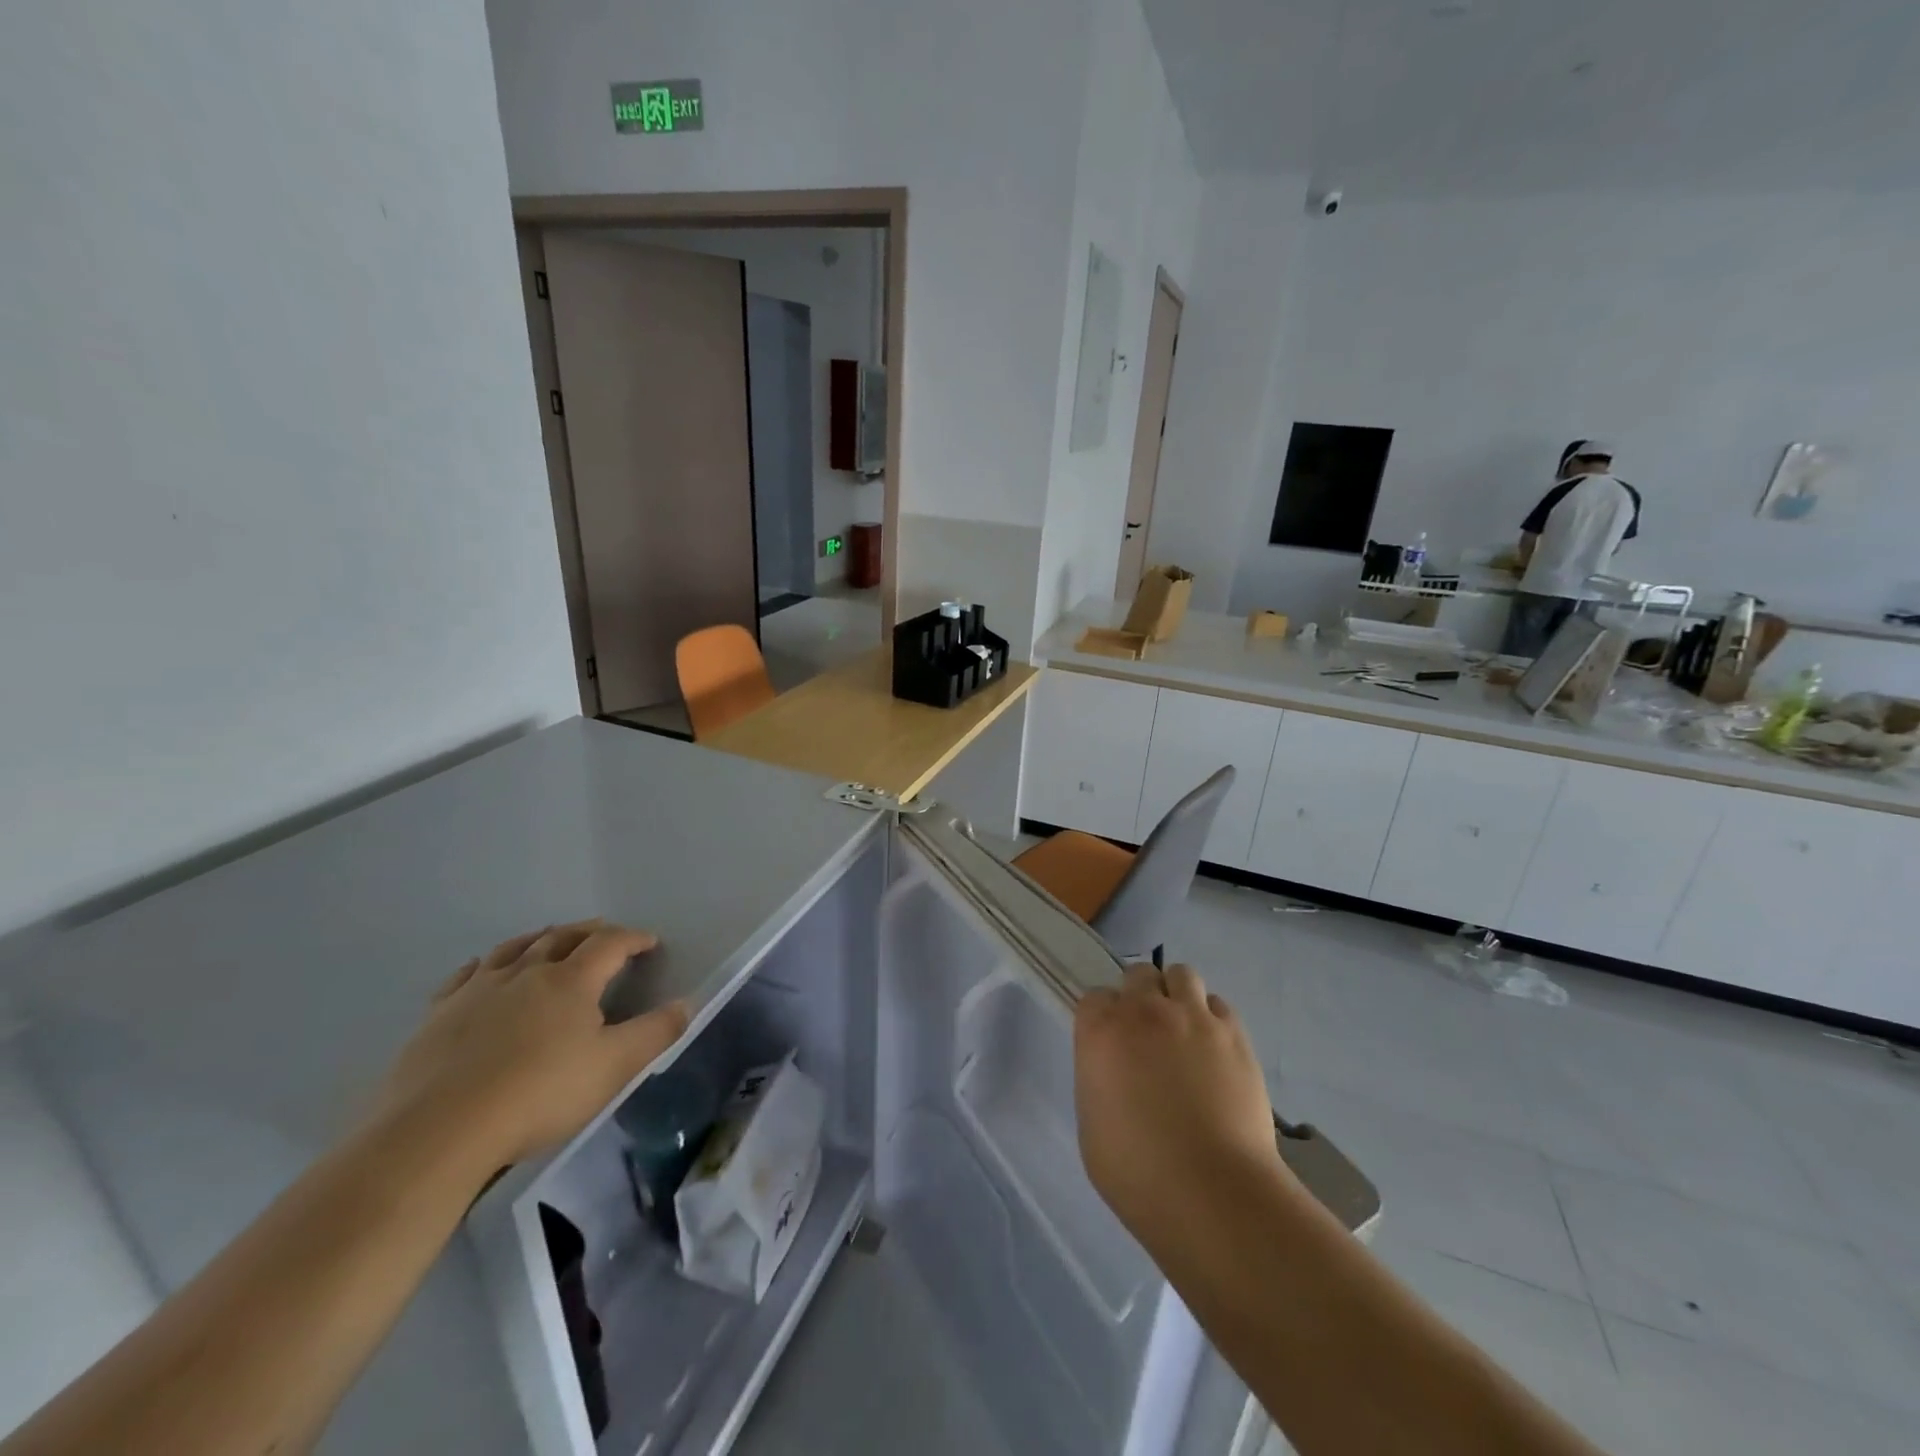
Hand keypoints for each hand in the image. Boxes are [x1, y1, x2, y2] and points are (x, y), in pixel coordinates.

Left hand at [375, 920, 689, 1168]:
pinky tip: (484, 970)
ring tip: (550, 938)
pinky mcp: (438, 1015)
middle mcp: (526, 972)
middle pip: (562, 937)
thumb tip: (685, 1004)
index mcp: (571, 981)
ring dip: (539, 938)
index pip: (609, 944)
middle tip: (604, 934)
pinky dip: (486, 964)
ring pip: (514, 948)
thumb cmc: (539, 1094)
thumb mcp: (614, 1068)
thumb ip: (655, 1033)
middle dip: (589, 931)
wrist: (439, 1131)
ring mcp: (477, 990)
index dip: (633, 938)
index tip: (650, 942)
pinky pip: (466, 975)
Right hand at [1074, 963, 1284, 1238]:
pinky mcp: (1233, 1034)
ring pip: (1181, 975)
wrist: (1212, 1192)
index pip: (1095, 997)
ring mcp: (1193, 1017)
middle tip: (1147, 1032)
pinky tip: (1214, 1049)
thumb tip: (1115, 1073)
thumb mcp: (1092, 1124)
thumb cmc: (1137, 1172)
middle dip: (1140, 995)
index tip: (1110, 1042)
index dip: (1103, 1018)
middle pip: (1138, 974)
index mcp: (1101, 1031)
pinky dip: (1212, 1018)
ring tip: (1183, 1030)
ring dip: (1176, 994)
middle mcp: (1144, 1010)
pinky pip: (1218, 1005)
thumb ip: (1099, 1080)